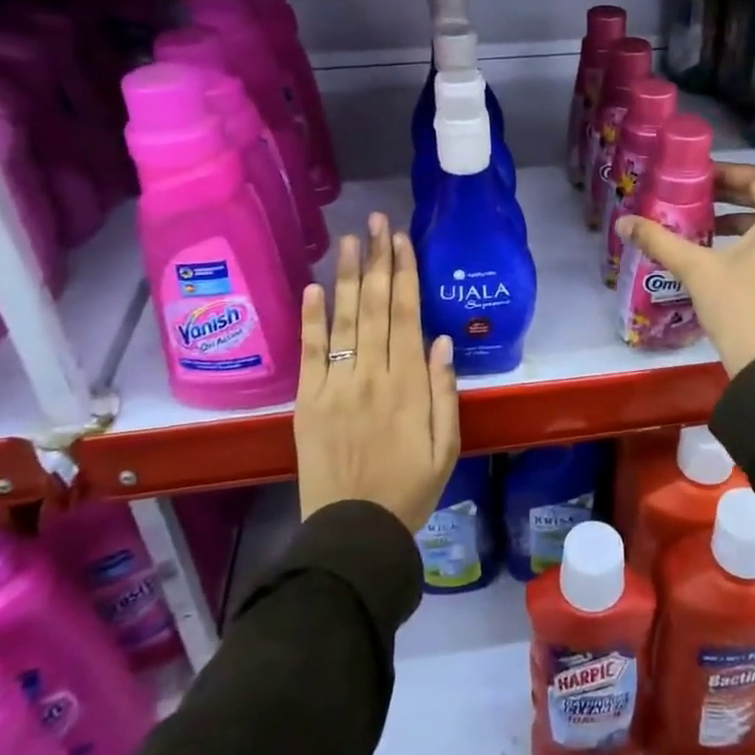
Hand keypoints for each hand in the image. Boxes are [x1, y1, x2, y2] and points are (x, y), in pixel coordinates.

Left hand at [294, 214, 460, 531]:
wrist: (353, 532)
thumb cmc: (409, 490)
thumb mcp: (446, 447)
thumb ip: (445, 392)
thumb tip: (442, 340)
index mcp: (408, 386)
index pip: (406, 316)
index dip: (404, 274)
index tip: (401, 240)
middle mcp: (371, 376)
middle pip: (375, 308)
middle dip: (378, 261)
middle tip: (377, 222)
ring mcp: (336, 386)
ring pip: (343, 321)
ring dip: (347, 277)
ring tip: (350, 239)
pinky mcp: (308, 401)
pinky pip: (310, 353)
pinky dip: (311, 319)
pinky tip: (313, 287)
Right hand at [616, 162, 754, 376]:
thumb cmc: (739, 307)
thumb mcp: (696, 269)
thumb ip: (660, 240)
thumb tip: (623, 222)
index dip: (726, 173)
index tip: (696, 178)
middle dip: (729, 197)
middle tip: (693, 198)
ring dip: (739, 222)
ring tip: (703, 228)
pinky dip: (753, 243)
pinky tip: (721, 258)